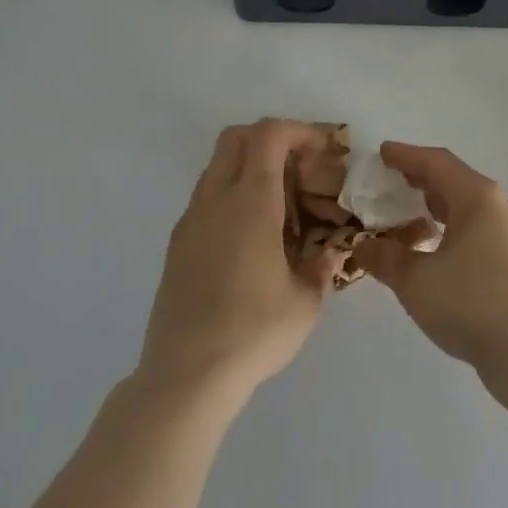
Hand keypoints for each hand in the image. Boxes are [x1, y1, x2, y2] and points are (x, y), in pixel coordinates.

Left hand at [137, 121, 340, 403]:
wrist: (185, 377)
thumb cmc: (253, 333)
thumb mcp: (305, 303)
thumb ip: (321, 268)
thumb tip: (330, 253)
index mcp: (251, 202)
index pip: (269, 135)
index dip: (298, 130)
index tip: (323, 149)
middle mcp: (216, 200)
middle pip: (237, 137)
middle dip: (271, 138)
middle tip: (299, 165)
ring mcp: (191, 220)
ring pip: (217, 165)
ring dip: (249, 165)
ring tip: (278, 202)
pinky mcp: (176, 244)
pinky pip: (206, 197)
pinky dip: (231, 194)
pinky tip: (249, 235)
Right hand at [350, 143, 507, 377]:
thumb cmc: (471, 302)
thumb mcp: (416, 280)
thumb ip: (386, 258)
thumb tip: (363, 245)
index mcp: (476, 196)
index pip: (436, 162)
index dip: (406, 155)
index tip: (382, 152)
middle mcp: (497, 205)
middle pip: (454, 180)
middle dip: (421, 177)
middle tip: (393, 178)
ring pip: (467, 206)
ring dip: (437, 204)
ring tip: (410, 212)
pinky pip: (476, 228)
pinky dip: (451, 227)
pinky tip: (436, 248)